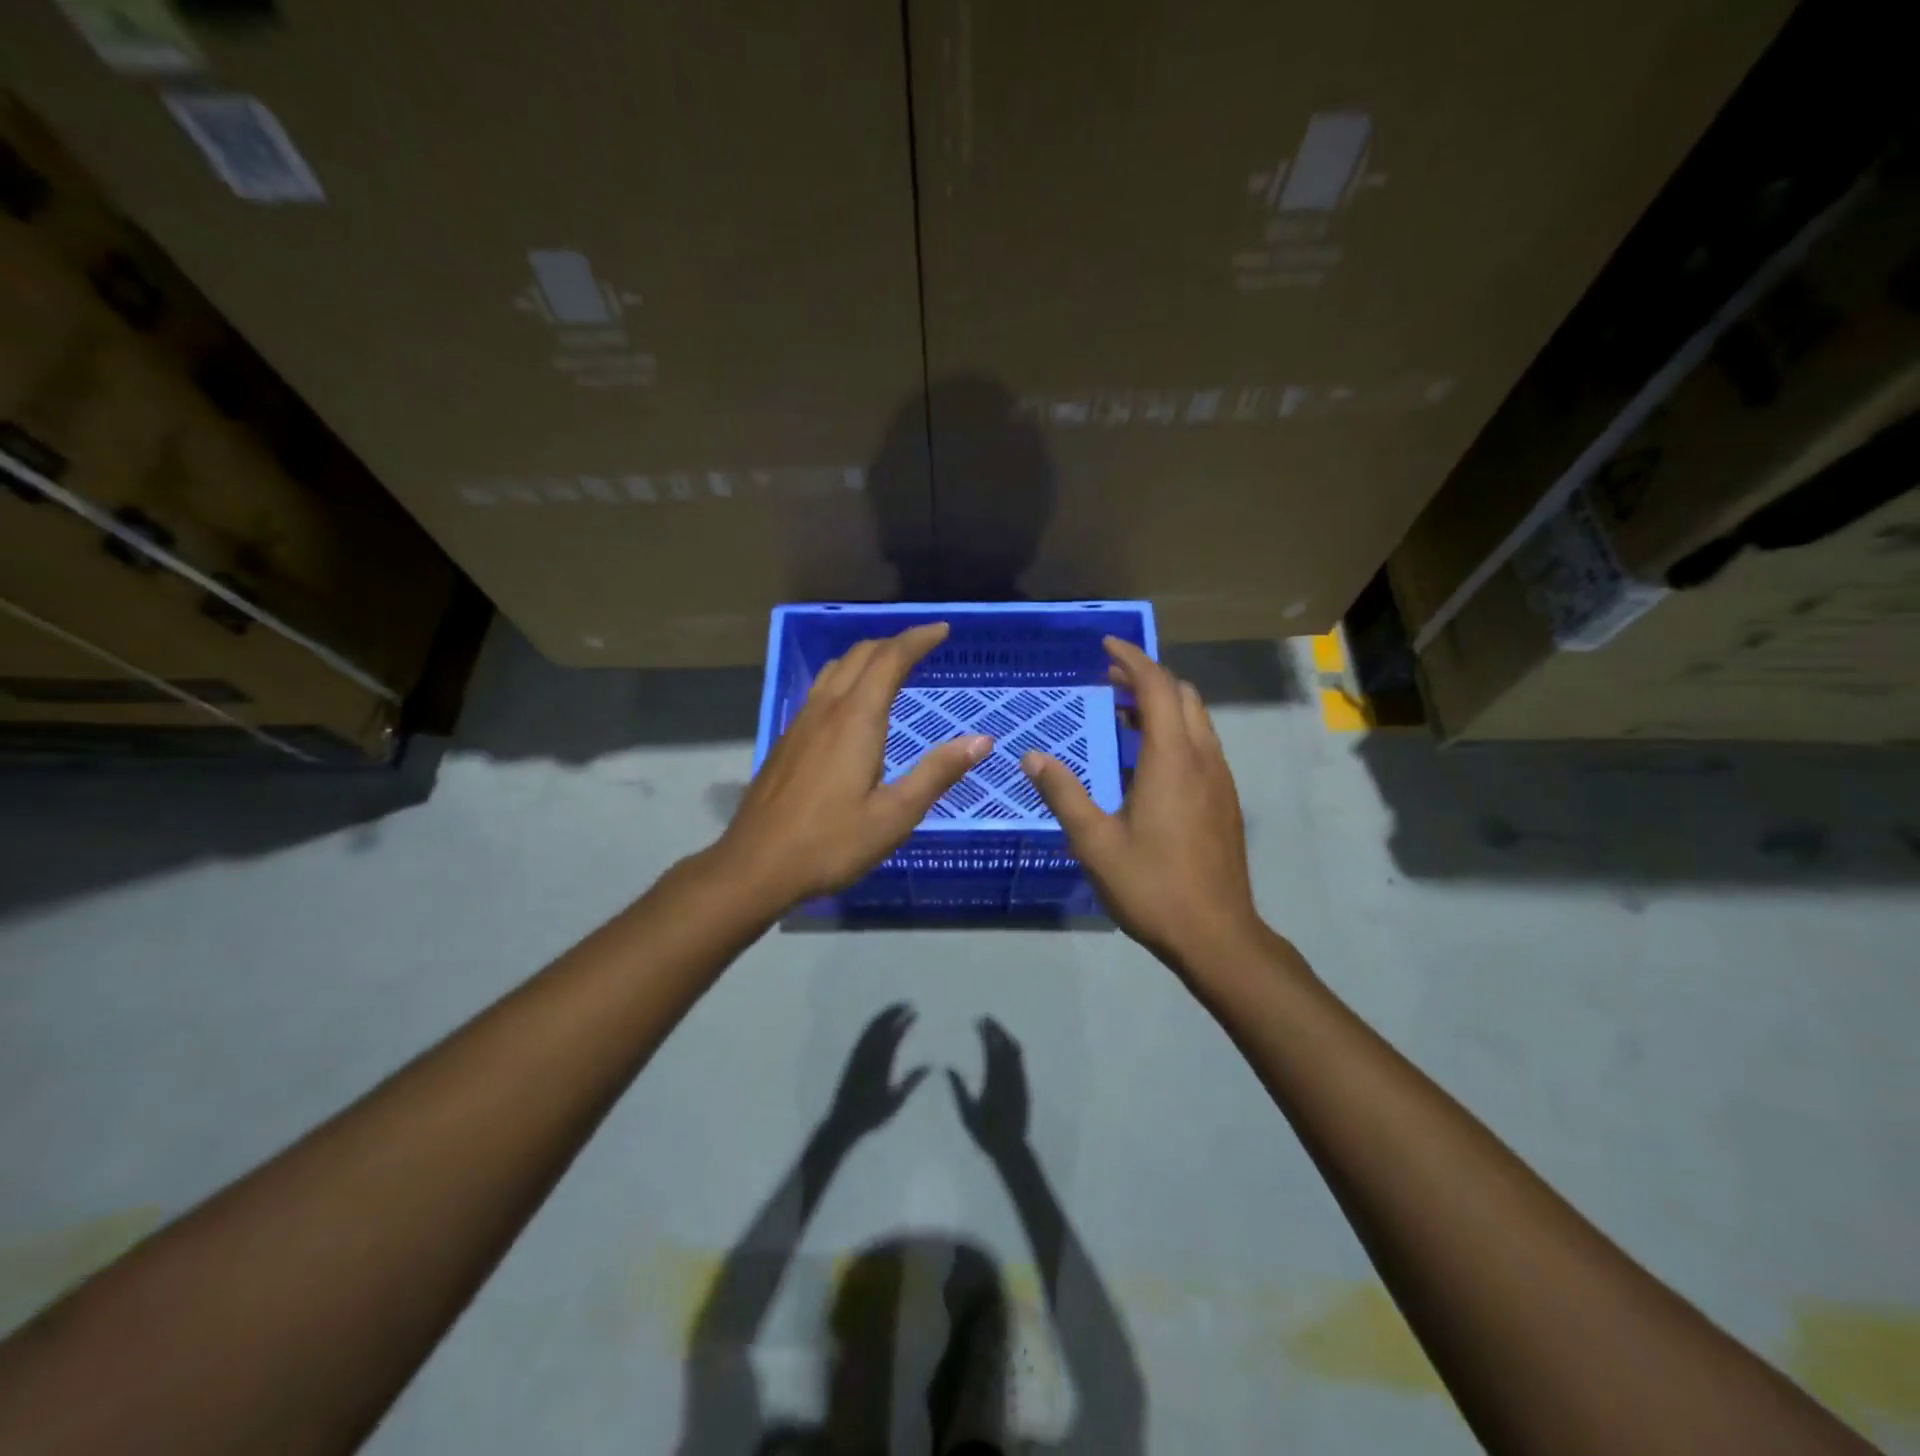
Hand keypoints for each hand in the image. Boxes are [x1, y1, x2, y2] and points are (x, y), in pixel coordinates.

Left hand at [716, 623, 992, 907]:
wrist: (755, 866)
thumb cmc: (830, 843)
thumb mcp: (895, 815)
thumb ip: (937, 773)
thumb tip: (981, 740)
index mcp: (856, 720)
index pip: (890, 660)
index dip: (917, 639)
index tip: (941, 630)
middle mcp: (826, 710)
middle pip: (860, 655)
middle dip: (893, 643)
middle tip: (922, 646)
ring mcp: (801, 723)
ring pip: (835, 669)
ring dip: (866, 657)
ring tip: (890, 666)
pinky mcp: (787, 740)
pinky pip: (820, 689)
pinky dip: (845, 678)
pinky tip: (851, 704)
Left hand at [823, 1003, 927, 1142]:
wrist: (843, 1121)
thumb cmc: (873, 1114)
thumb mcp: (896, 1100)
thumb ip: (912, 1081)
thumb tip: (929, 1065)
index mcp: (882, 1061)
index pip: (895, 1033)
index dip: (905, 1021)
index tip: (914, 1011)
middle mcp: (869, 1053)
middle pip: (882, 1025)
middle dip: (894, 1011)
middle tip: (906, 1004)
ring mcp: (858, 1053)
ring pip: (871, 1027)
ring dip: (883, 1015)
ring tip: (894, 1009)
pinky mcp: (852, 1058)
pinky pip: (863, 1034)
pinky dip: (873, 1024)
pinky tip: (877, 1024)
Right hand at [947, 1018, 1028, 1158]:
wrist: (1011, 1148)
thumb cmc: (985, 1133)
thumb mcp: (966, 1113)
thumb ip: (958, 1089)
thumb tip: (948, 1067)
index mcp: (994, 1082)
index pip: (991, 1050)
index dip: (986, 1033)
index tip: (979, 1021)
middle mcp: (1009, 1077)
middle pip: (1005, 1046)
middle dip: (996, 1029)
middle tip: (986, 1018)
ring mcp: (1019, 1080)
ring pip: (1015, 1051)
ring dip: (1005, 1035)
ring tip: (996, 1027)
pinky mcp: (1025, 1085)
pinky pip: (1020, 1060)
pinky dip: (1012, 1047)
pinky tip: (1006, 1044)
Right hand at [1021, 637, 1264, 971]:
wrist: (1217, 935)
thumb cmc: (1152, 886)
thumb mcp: (1095, 842)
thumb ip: (1063, 794)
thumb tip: (1032, 757)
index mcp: (1172, 759)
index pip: (1157, 687)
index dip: (1132, 659)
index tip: (1105, 645)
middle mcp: (1203, 759)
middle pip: (1182, 696)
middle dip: (1147, 677)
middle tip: (1108, 679)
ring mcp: (1219, 780)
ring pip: (1195, 720)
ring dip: (1162, 705)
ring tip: (1121, 714)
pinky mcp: (1224, 801)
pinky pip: (1200, 746)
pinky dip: (1174, 732)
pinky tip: (1145, 761)